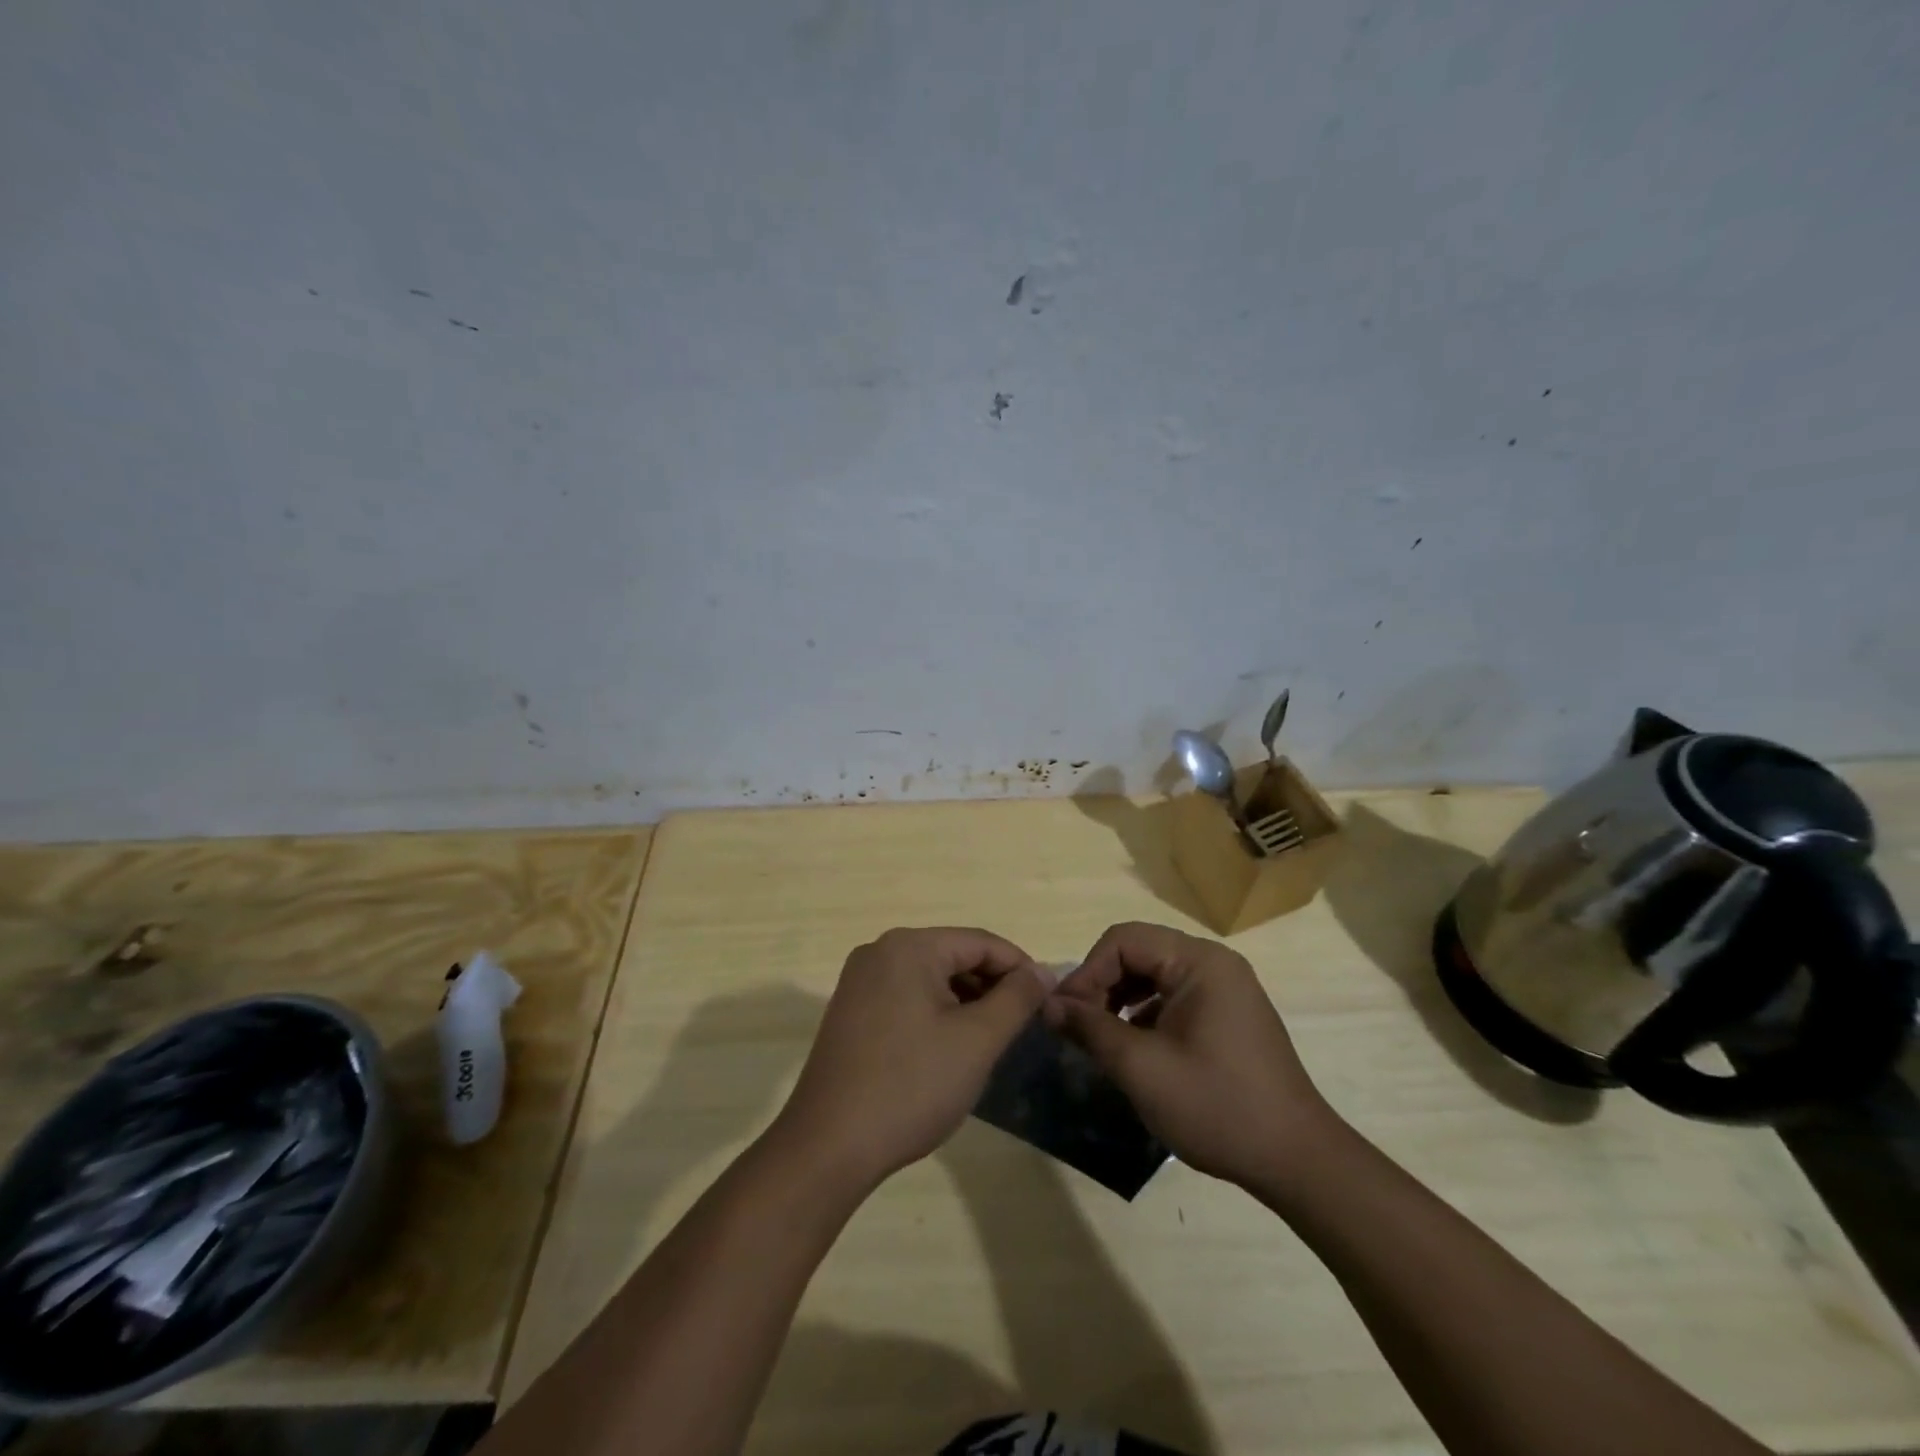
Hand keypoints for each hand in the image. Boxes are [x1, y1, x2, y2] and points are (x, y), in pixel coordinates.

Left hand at [773, 927, 1048, 1186]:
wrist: (829, 1146)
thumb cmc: (911, 1086)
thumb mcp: (977, 1041)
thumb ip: (1016, 998)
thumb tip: (1042, 971)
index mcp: (909, 947)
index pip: (980, 942)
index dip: (1020, 967)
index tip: (1048, 999)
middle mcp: (880, 951)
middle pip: (953, 956)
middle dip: (992, 985)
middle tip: (1023, 1024)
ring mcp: (860, 981)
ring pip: (930, 978)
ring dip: (966, 1001)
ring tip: (991, 1039)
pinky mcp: (850, 1011)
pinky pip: (906, 996)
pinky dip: (936, 1013)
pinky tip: (950, 1048)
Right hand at [1046, 922, 1336, 1186]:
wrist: (1297, 1161)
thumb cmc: (1217, 1106)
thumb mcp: (1142, 1068)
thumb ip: (1090, 1028)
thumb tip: (1048, 1005)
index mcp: (1199, 962)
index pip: (1124, 940)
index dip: (1087, 972)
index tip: (1064, 1014)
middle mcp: (1214, 964)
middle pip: (1139, 952)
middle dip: (1102, 985)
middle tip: (1077, 1026)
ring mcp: (1225, 989)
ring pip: (1153, 975)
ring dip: (1120, 999)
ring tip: (1100, 1037)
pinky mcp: (1228, 1015)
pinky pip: (1173, 996)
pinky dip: (1144, 1014)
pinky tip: (1134, 1048)